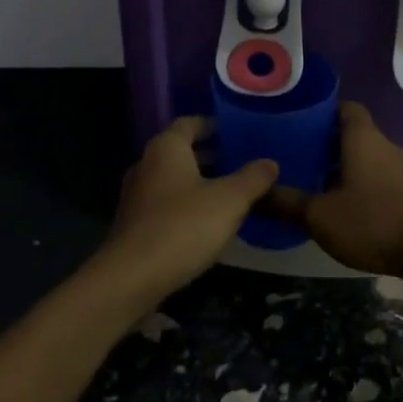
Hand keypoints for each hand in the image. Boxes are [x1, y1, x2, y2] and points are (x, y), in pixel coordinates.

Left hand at [94, 117, 277, 311]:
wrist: (132, 278)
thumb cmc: (183, 226)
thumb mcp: (229, 200)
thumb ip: (252, 179)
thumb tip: (270, 162)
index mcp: (166, 148)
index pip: (190, 123)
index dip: (213, 125)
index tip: (237, 133)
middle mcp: (146, 164)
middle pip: (181, 151)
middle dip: (210, 155)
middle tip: (241, 162)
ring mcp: (136, 195)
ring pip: (173, 179)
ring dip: (199, 182)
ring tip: (230, 192)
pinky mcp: (134, 224)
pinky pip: (165, 203)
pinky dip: (186, 204)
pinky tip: (207, 222)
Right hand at [266, 102, 402, 277]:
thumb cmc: (372, 221)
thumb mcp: (320, 216)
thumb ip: (287, 203)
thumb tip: (255, 194)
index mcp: (362, 138)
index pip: (346, 108)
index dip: (324, 111)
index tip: (300, 122)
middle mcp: (385, 146)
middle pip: (355, 134)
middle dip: (328, 144)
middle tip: (299, 157)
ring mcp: (402, 170)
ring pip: (368, 158)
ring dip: (346, 167)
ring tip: (317, 184)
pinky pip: (381, 179)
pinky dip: (363, 186)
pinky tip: (346, 209)